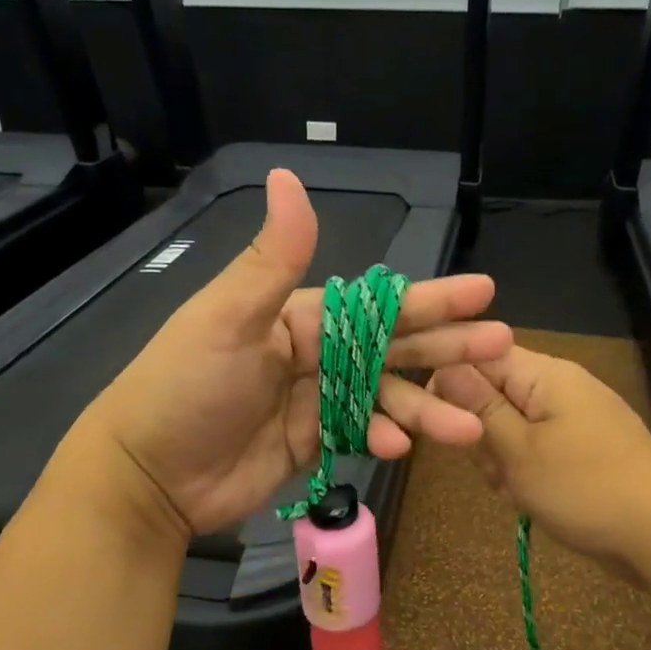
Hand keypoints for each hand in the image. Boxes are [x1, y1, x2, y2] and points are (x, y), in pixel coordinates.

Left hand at [77, 169, 513, 537]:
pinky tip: (403, 447)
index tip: (482, 293)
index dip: (430, 298)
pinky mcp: (313, 441)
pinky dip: (382, 438)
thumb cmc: (185, 387)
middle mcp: (313, 352)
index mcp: (297, 315)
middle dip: (446, 348)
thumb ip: (272, 260)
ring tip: (471, 424)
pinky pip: (361, 433)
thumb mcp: (227, 319)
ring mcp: (316, 400)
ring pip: (385, 397)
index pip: (375, 304)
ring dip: (426, 408)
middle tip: (501, 345)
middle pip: (392, 347)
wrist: (149, 474)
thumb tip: (289, 175)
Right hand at [429, 346, 650, 577]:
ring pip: (512, 427)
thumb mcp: (519, 450)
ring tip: (518, 490)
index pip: (479, 355)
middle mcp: (560, 387)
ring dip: (503, 460)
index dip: (452, 385)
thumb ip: (479, 407)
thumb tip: (444, 363)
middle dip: (482, 433)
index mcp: (545, 374)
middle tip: (496, 468)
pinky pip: (537, 448)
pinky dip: (528, 473)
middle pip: (494, 393)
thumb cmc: (585, 488)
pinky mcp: (583, 448)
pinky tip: (534, 500)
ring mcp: (575, 418)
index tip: (444, 424)